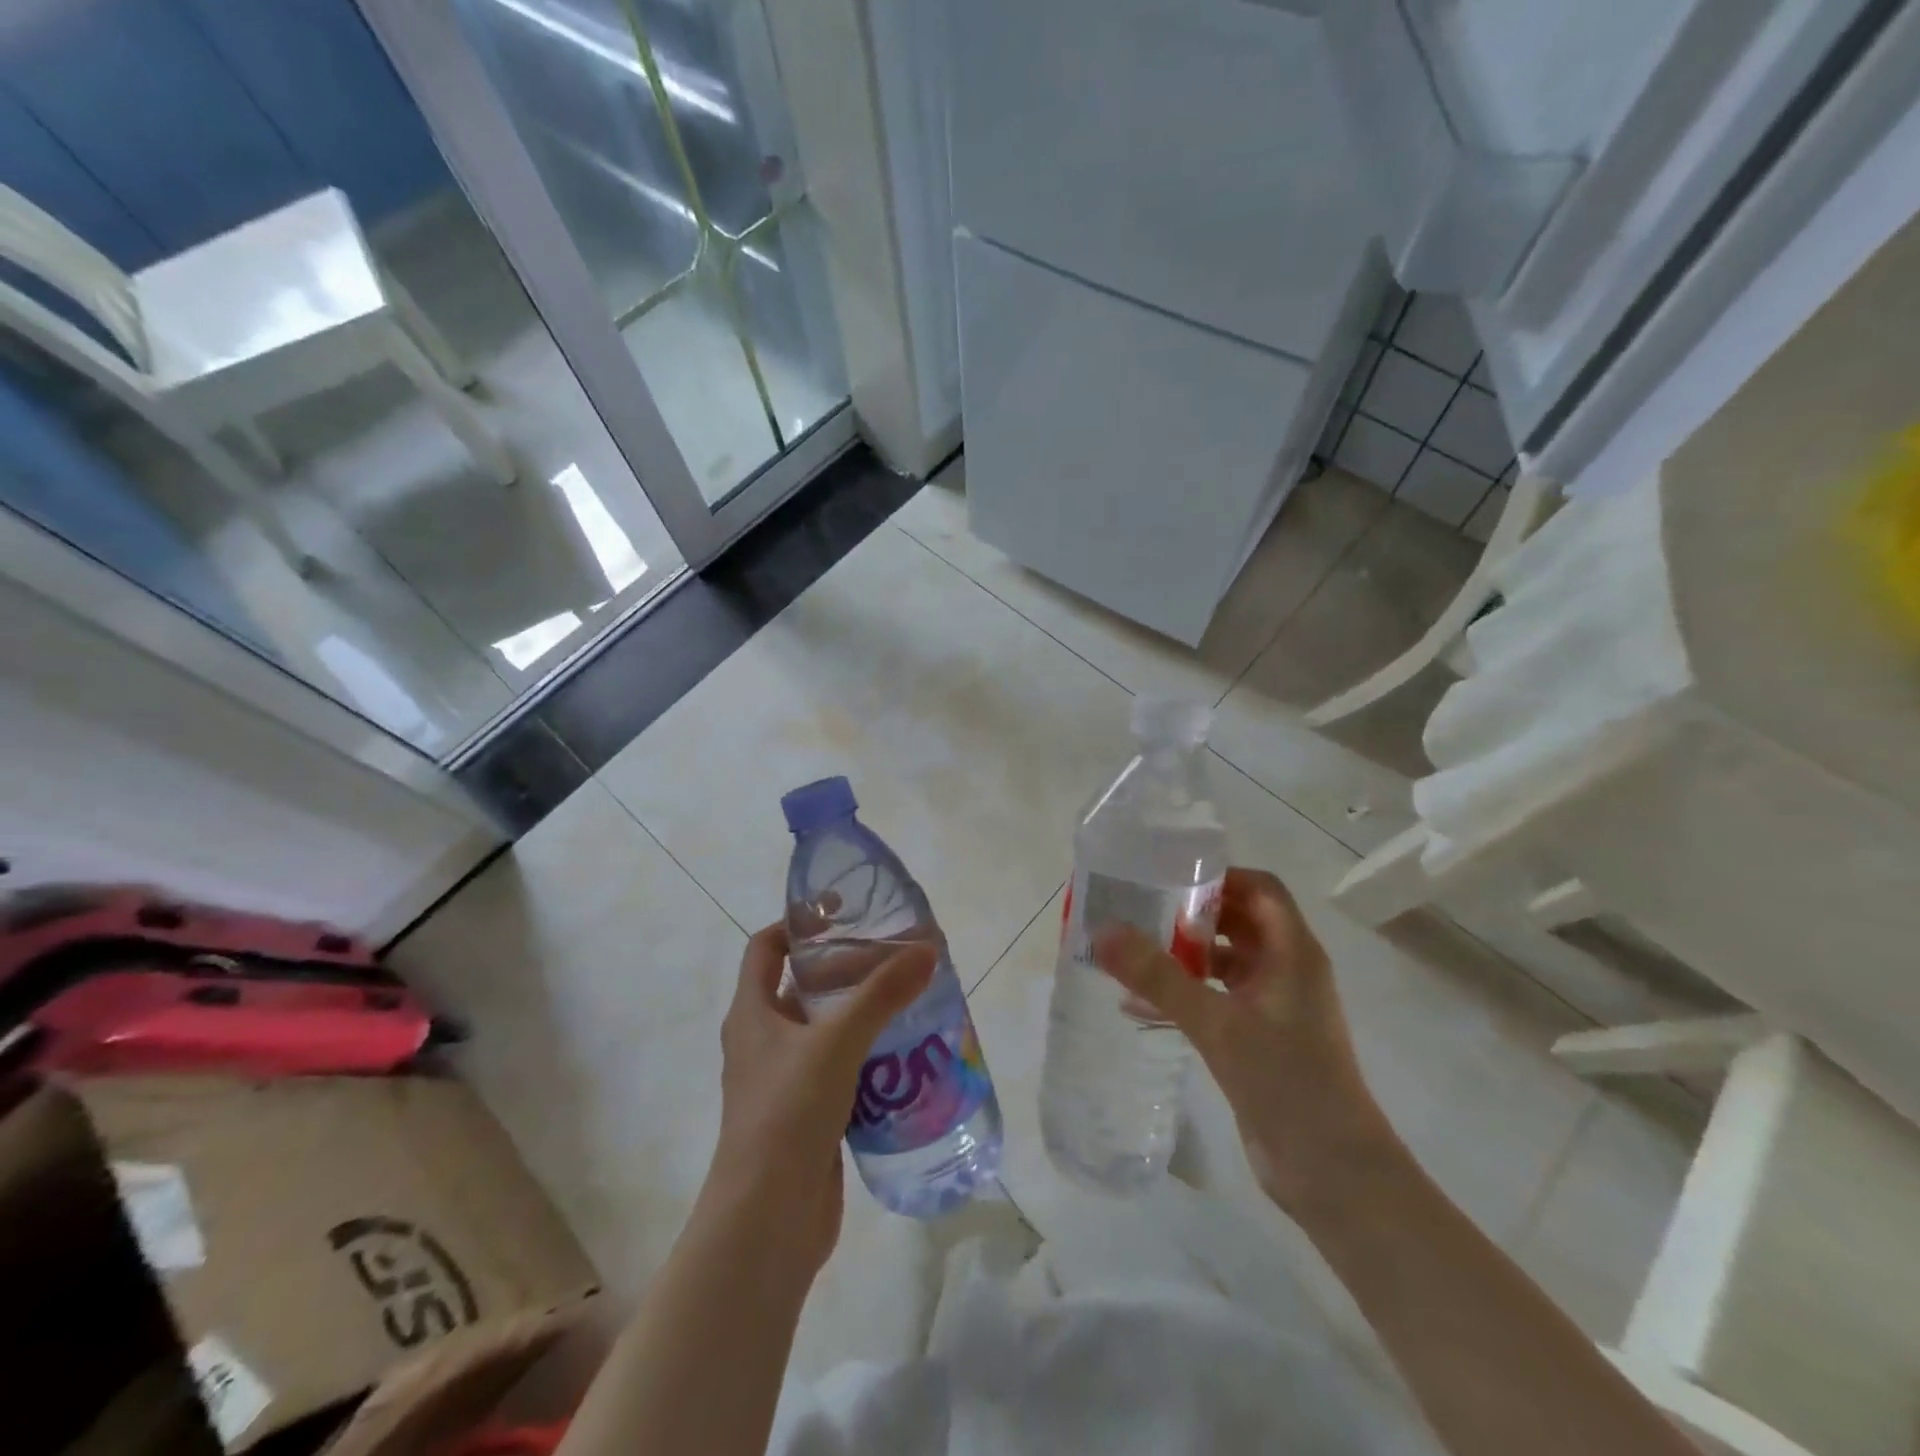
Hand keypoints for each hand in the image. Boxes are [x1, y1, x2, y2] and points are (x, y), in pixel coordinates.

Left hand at [704, 923, 934, 1274]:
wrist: (767, 1222)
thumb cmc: (788, 1113)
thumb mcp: (837, 1042)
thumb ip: (883, 994)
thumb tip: (927, 949)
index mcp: (752, 1013)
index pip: (765, 948)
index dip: (797, 924)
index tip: (842, 913)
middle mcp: (762, 1040)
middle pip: (802, 986)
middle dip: (845, 969)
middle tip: (894, 957)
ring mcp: (783, 1080)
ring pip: (824, 1029)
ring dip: (861, 1013)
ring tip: (910, 998)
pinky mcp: (807, 1114)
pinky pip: (838, 1068)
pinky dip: (867, 1055)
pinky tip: (906, 1055)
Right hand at [1093, 867, 1396, 1217]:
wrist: (1334, 1174)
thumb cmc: (1286, 1082)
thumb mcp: (1217, 1023)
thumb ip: (1159, 977)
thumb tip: (1104, 931)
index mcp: (1293, 953)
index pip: (1260, 889)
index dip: (1220, 876)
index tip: (1169, 877)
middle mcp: (1288, 970)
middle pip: (1240, 921)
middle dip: (1192, 913)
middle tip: (1139, 909)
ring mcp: (1276, 1007)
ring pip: (1227, 962)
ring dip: (1186, 954)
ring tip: (1133, 951)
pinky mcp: (1262, 1038)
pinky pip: (1220, 999)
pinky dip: (1187, 994)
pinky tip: (1140, 1007)